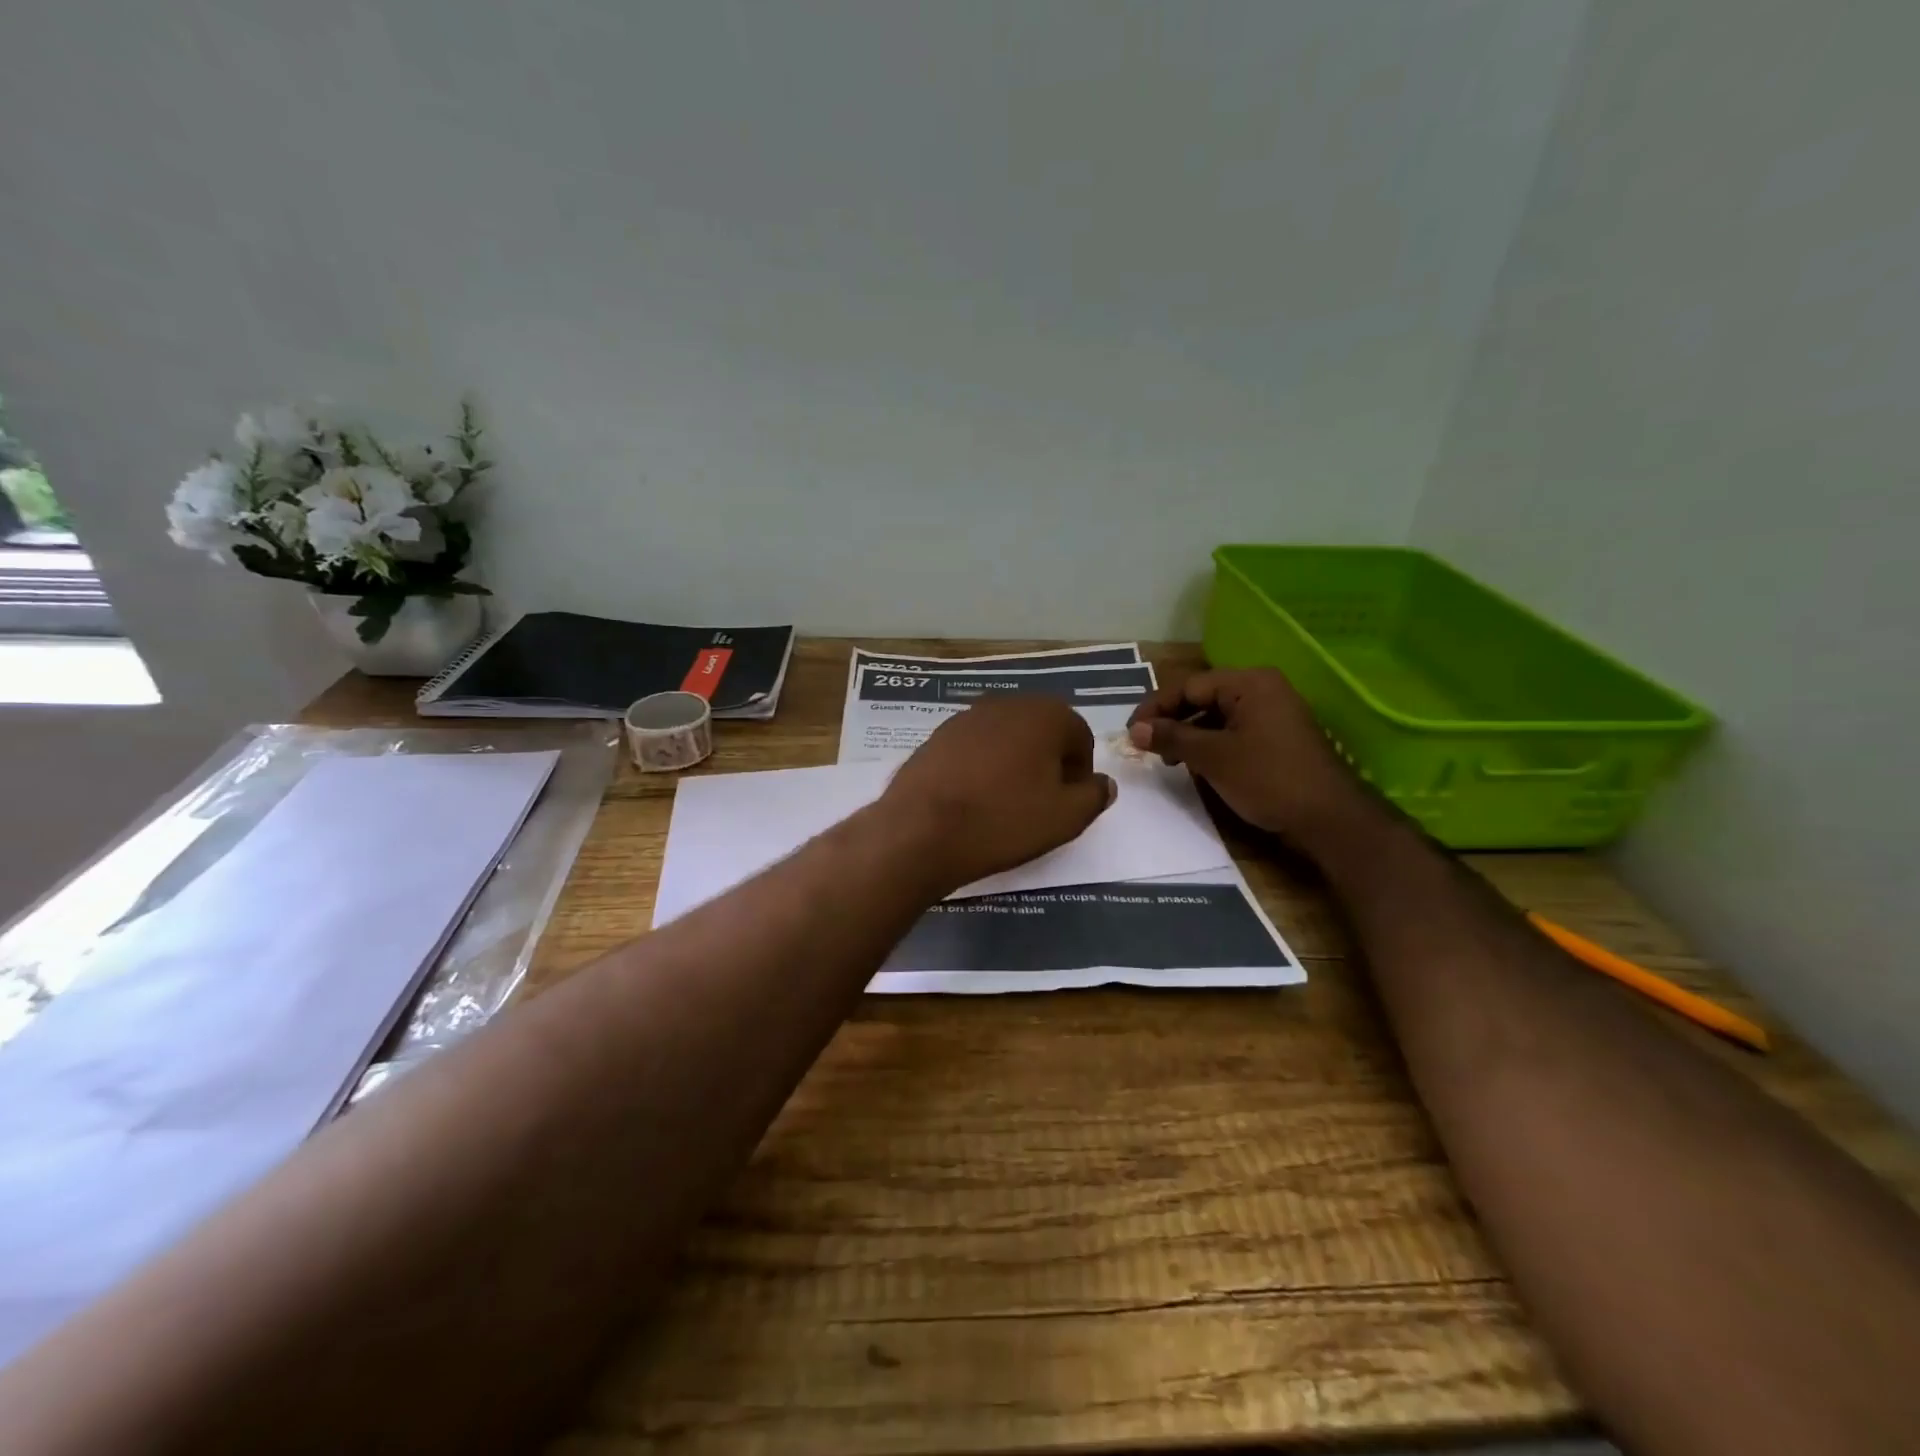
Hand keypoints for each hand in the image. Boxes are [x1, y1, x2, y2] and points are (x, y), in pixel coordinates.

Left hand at [879, 695, 1114, 891]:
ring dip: (1014, 762)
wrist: (921, 830)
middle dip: (1047, 761)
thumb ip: (1093, 796)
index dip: (1079, 771)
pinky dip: (982, 766)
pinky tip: (973, 798)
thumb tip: (1102, 783)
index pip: (1079, 736)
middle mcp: (1006, 703)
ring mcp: (966, 717)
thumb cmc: (1003, 820)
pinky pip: (974, 748)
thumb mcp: (1065, 818)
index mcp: (1044, 714)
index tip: (1068, 802)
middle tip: (1040, 802)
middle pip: (1041, 730)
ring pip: (1006, 737)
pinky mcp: (937, 736)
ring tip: (1005, 802)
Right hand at [1126, 667, 1375, 845]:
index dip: (1155, 708)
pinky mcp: (1277, 736)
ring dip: (1189, 735)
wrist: (1329, 818)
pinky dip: (1211, 744)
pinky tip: (1196, 764)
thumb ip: (1172, 738)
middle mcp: (1262, 689)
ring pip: (1217, 716)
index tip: (1131, 732)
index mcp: (1249, 683)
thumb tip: (1135, 730)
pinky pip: (1234, 730)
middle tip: (1146, 746)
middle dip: (1172, 721)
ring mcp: (1273, 713)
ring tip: (1168, 760)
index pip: (1188, 685)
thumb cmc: (1268, 778)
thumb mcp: (1213, 757)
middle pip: (1202, 697)